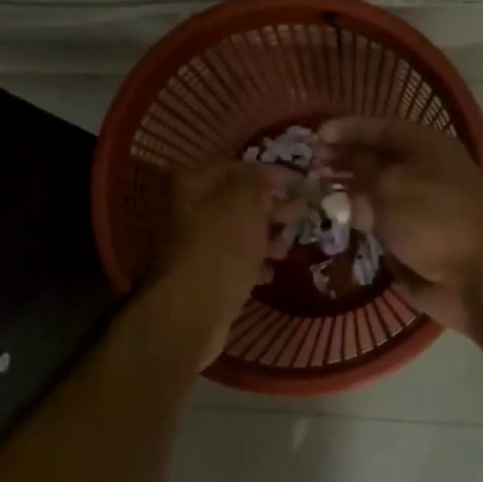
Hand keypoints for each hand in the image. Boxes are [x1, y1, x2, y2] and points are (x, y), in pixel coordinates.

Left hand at [146, 160, 299, 364]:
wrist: (191, 314)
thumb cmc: (220, 249)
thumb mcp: (243, 204)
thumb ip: (255, 182)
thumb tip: (262, 177)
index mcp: (189, 184)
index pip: (233, 167)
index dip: (268, 173)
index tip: (298, 183)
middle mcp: (183, 210)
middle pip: (234, 201)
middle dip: (268, 208)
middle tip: (298, 216)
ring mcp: (189, 246)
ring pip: (234, 232)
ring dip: (264, 237)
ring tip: (286, 249)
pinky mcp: (199, 276)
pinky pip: (230, 261)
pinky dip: (251, 263)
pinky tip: (270, 272)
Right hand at [317, 117, 482, 336]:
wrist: (478, 278)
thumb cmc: (436, 220)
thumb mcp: (390, 189)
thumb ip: (360, 183)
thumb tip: (349, 196)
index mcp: (426, 148)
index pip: (380, 128)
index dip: (347, 129)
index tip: (315, 135)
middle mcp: (422, 172)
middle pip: (375, 159)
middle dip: (342, 159)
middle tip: (309, 166)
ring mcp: (417, 207)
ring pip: (374, 192)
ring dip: (346, 191)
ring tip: (312, 192)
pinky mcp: (411, 238)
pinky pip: (378, 223)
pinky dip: (357, 221)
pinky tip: (332, 221)